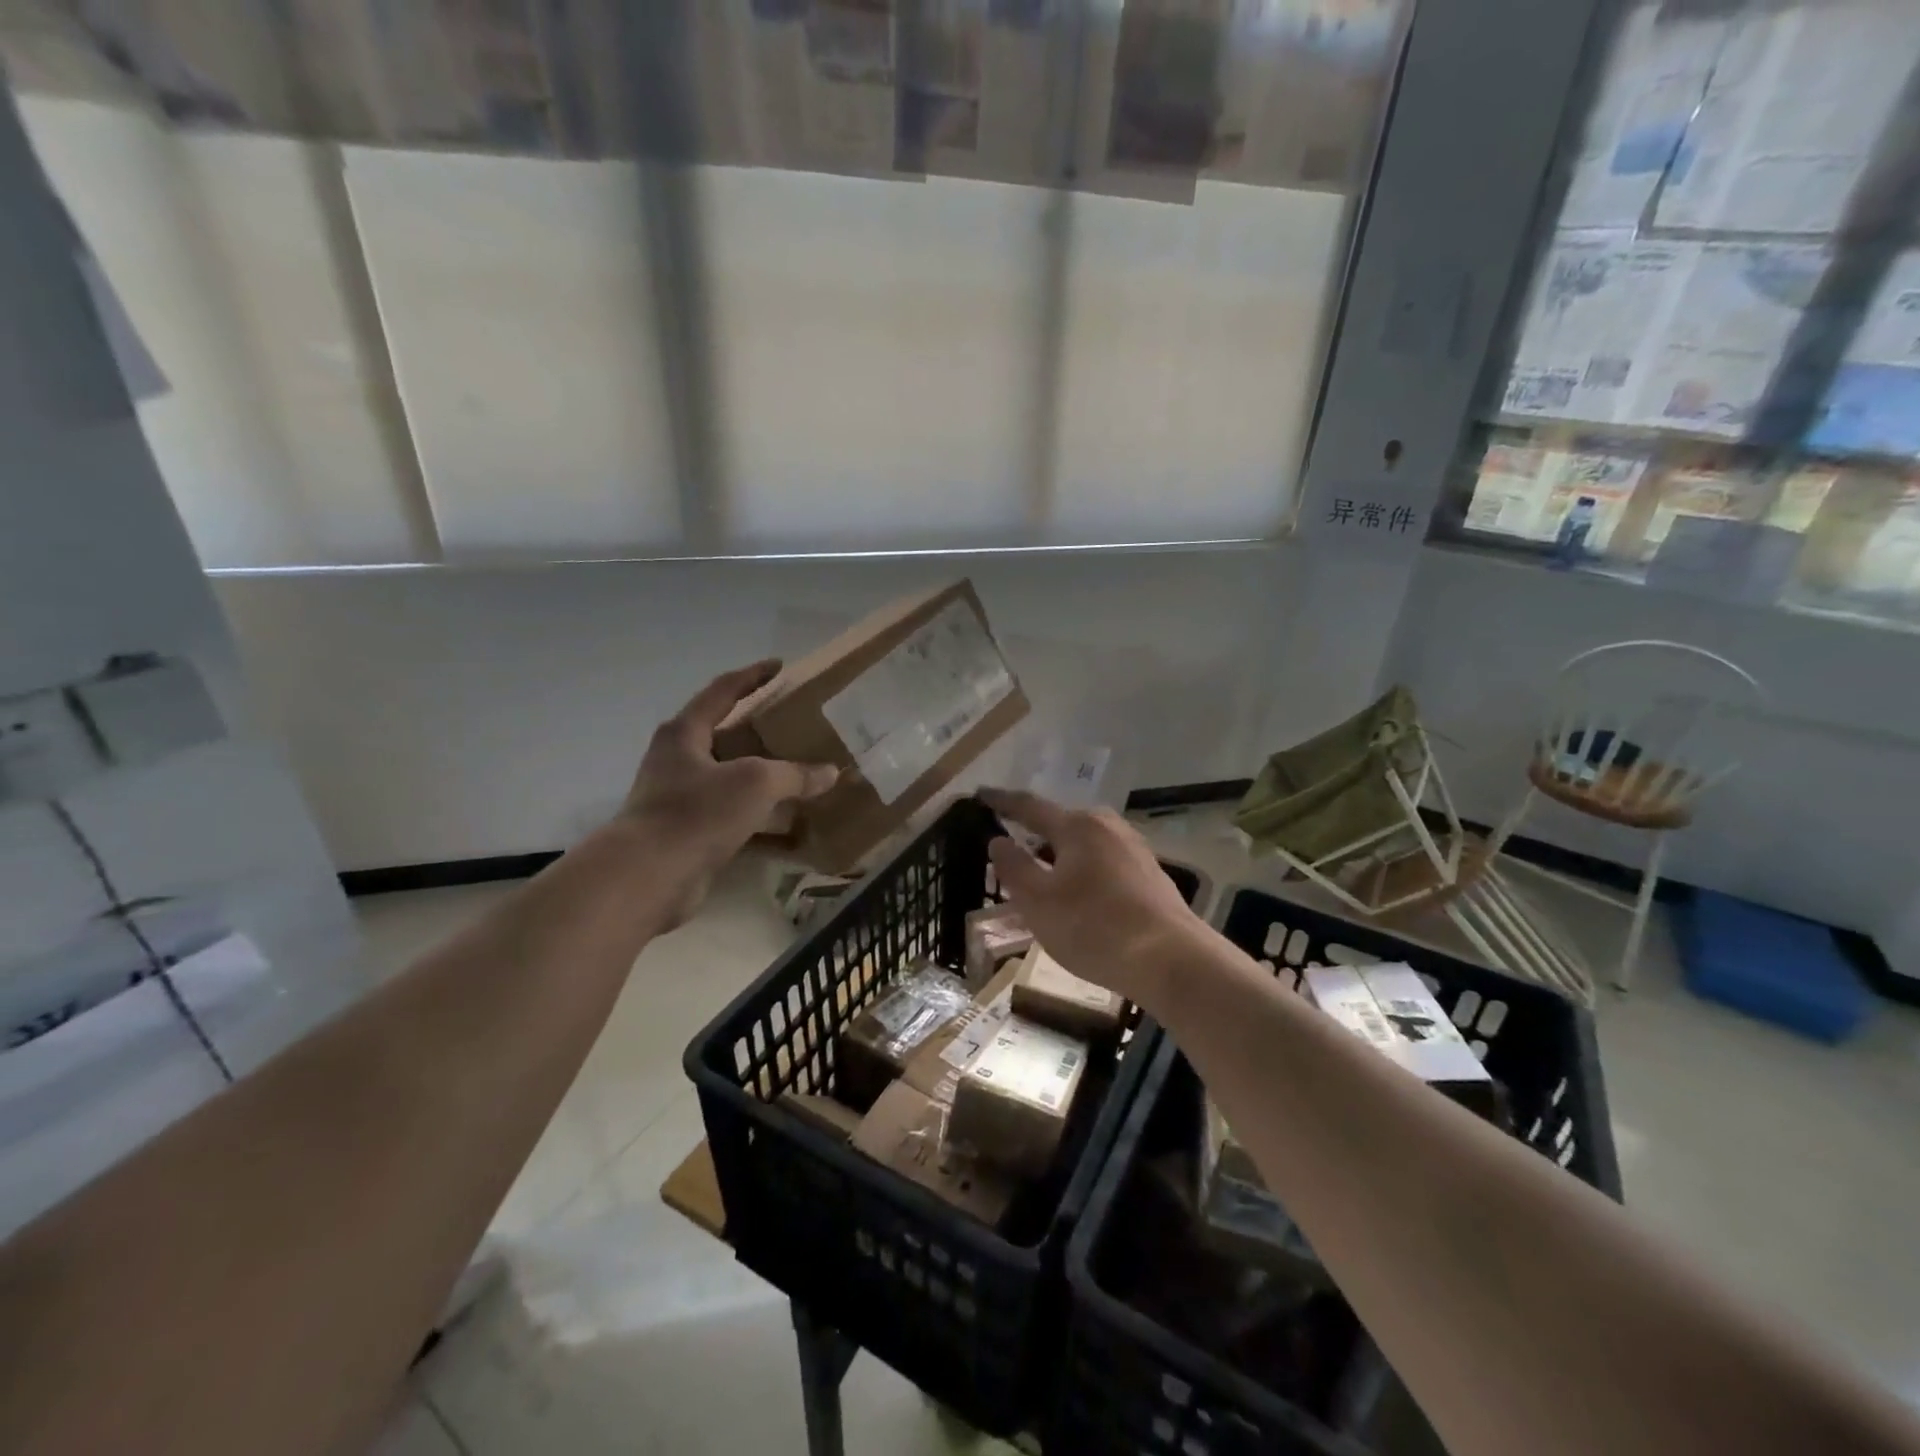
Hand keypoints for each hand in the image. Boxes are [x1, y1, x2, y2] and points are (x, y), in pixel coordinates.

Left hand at [621, 660, 837, 924]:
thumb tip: (830, 772)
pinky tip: (786, 819)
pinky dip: (757, 812)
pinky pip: (730, 813)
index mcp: (685, 733)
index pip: (722, 691)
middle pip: (724, 733)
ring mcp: (679, 797)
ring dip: (760, 773)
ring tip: (798, 769)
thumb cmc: (696, 812)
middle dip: (759, 727)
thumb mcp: (754, 783)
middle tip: (796, 723)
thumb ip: (795, 774)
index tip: (780, 666)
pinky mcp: (686, 832)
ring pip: (728, 776)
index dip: (753, 676)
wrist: (647, 877)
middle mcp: (677, 760)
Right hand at [980, 788, 1206, 1010]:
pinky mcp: (1149, 873)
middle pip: (1060, 825)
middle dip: (1033, 836)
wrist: (1171, 959)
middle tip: (1009, 853)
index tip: (980, 794)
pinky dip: (1082, 872)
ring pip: (1083, 846)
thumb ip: (1014, 867)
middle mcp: (1107, 826)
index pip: (1029, 806)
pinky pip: (1103, 863)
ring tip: (1041, 881)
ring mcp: (1133, 848)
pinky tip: (1078, 899)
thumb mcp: (1038, 902)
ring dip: (1059, 858)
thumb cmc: (1094, 928)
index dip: (1002, 801)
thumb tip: (998, 841)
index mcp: (1077, 826)